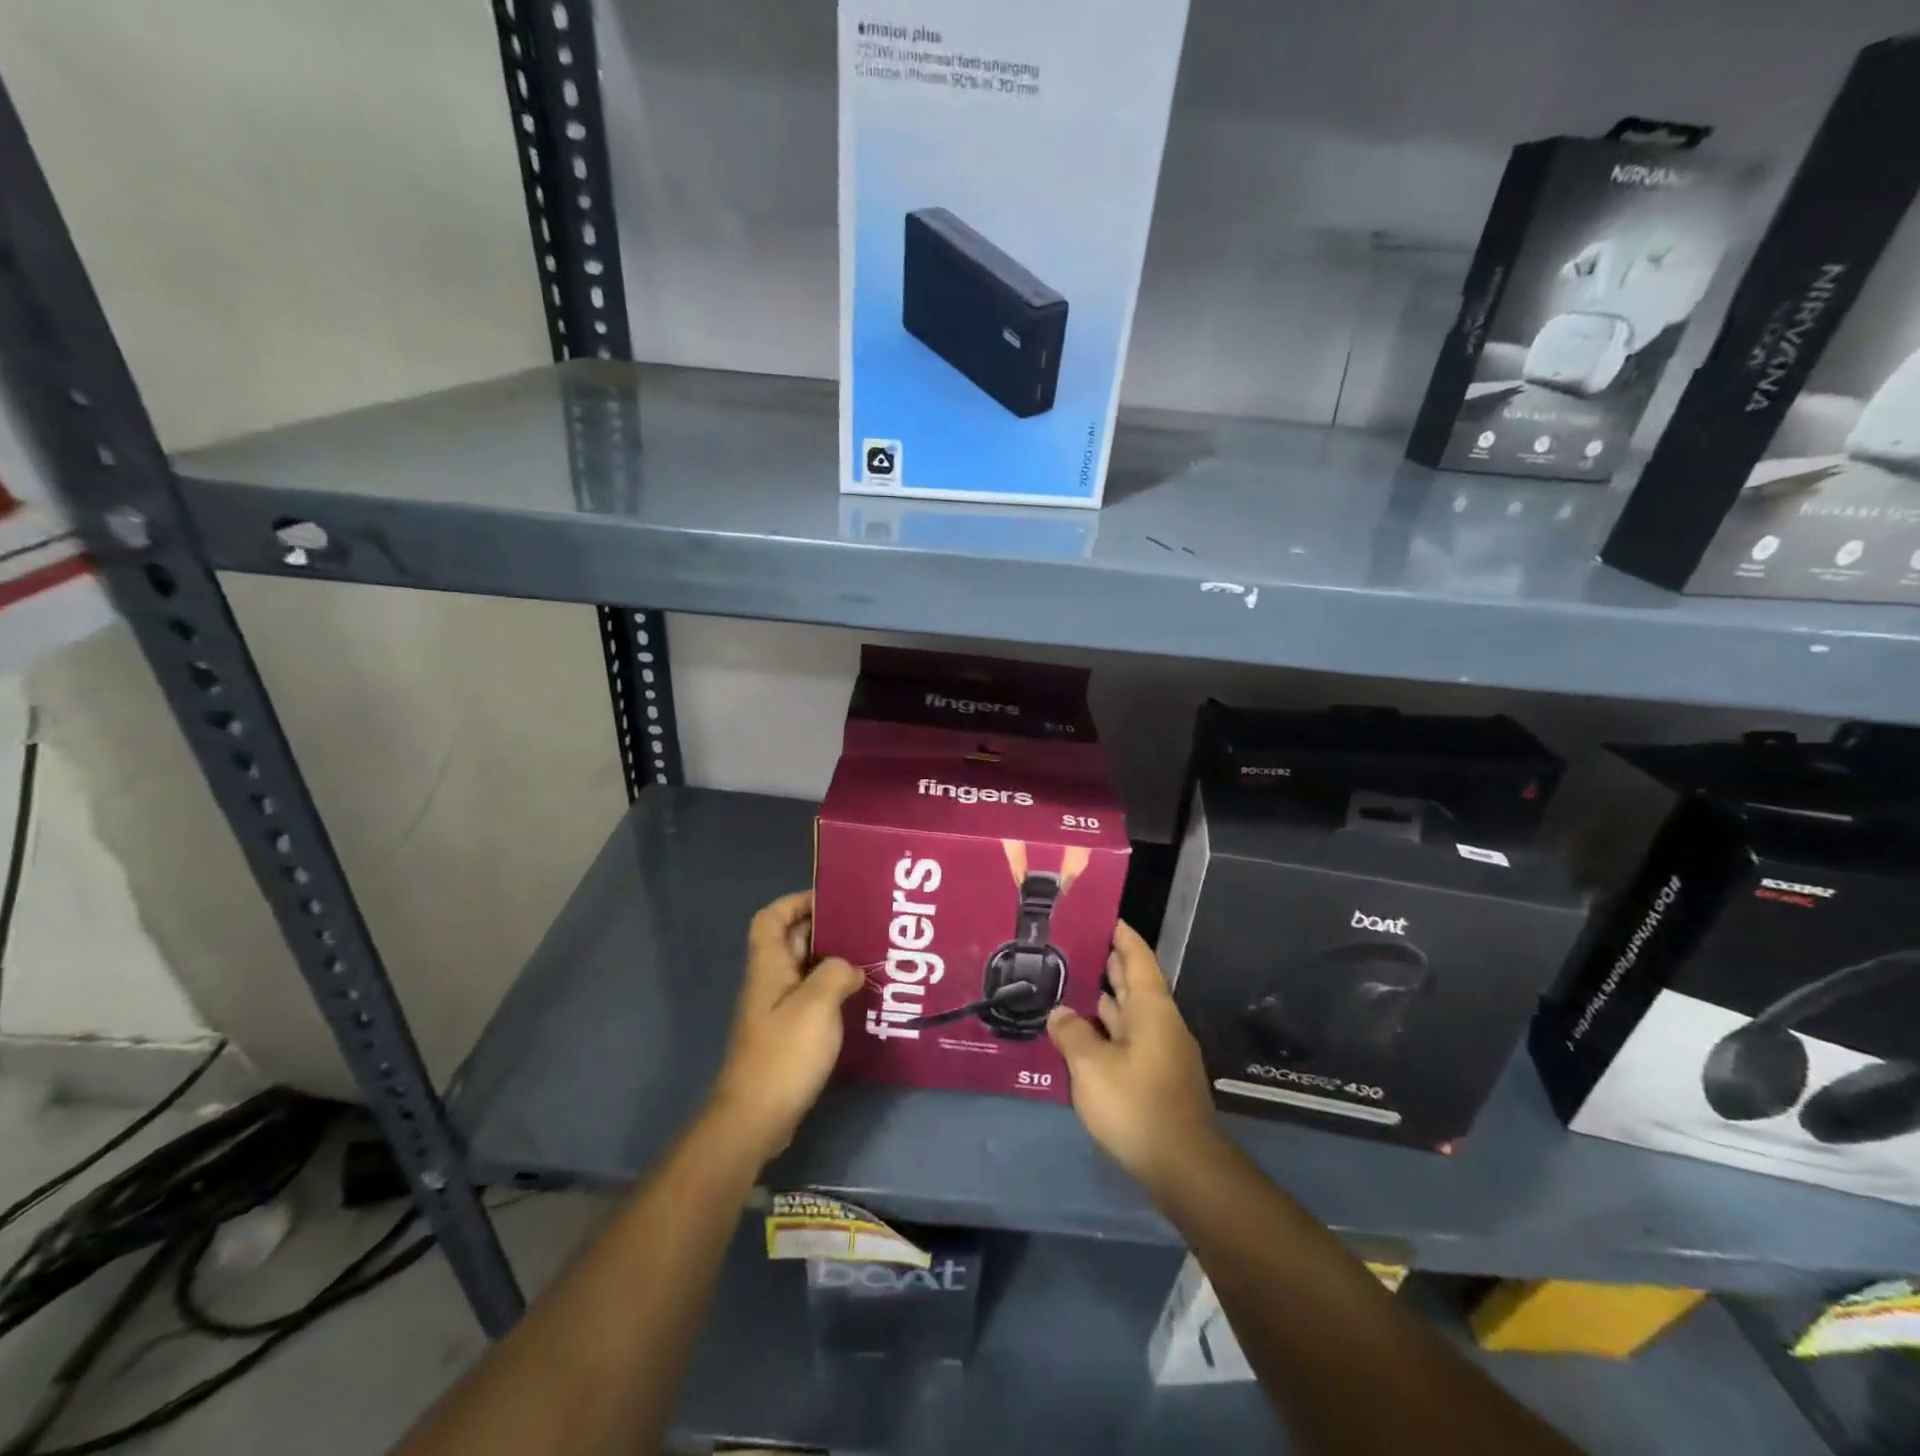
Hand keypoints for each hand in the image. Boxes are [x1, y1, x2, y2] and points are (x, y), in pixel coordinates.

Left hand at [706, 891, 863, 1163]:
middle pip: (792, 940)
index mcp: (769, 965)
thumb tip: (849, 968)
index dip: (797, 901)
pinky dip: (833, 991)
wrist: (755, 1117)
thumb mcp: (817, 1005)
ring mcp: (777, 1009)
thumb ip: (836, 973)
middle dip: (826, 928)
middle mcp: (770, 981)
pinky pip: (811, 998)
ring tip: (870, 958)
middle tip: (866, 926)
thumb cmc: (784, 1053)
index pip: (772, 917)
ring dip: (833, 961)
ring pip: (805, 970)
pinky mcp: (787, 1034)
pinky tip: (859, 999)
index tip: (833, 899)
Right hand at [1047, 920, 1223, 1192]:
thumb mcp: (1092, 1067)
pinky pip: (1128, 1039)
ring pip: (1130, 1014)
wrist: (1183, 1168)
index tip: (1105, 918)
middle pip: (1135, 984)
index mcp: (1152, 1010)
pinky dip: (1107, 1029)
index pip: (1138, 959)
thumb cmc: (1137, 1105)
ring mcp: (1161, 1053)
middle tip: (1079, 945)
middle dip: (1111, 964)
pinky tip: (1083, 1035)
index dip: (1123, 937)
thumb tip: (1060, 1012)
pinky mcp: (1156, 1079)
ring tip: (1074, 984)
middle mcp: (1160, 1024)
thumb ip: (1072, 1034)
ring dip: (1106, 999)